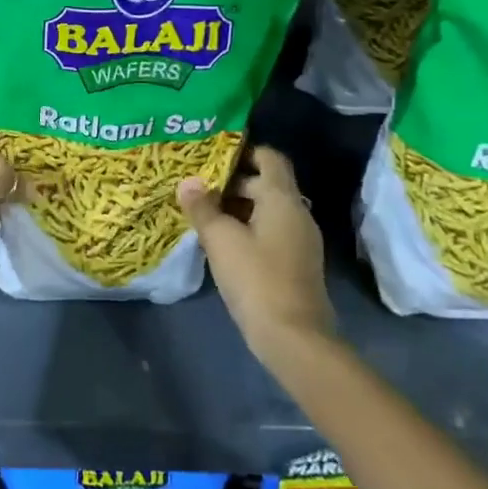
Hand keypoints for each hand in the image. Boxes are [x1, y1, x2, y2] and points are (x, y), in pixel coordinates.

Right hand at [179, 146, 336, 368]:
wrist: (294, 338)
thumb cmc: (256, 278)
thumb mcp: (220, 239)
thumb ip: (202, 207)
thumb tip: (188, 182)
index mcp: (282, 199)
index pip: (270, 158)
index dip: (244, 150)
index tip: (213, 154)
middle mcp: (297, 213)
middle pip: (266, 184)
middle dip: (233, 181)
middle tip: (198, 184)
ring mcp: (300, 240)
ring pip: (267, 209)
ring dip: (238, 207)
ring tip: (203, 211)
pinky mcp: (296, 263)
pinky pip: (270, 231)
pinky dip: (247, 228)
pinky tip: (221, 241)